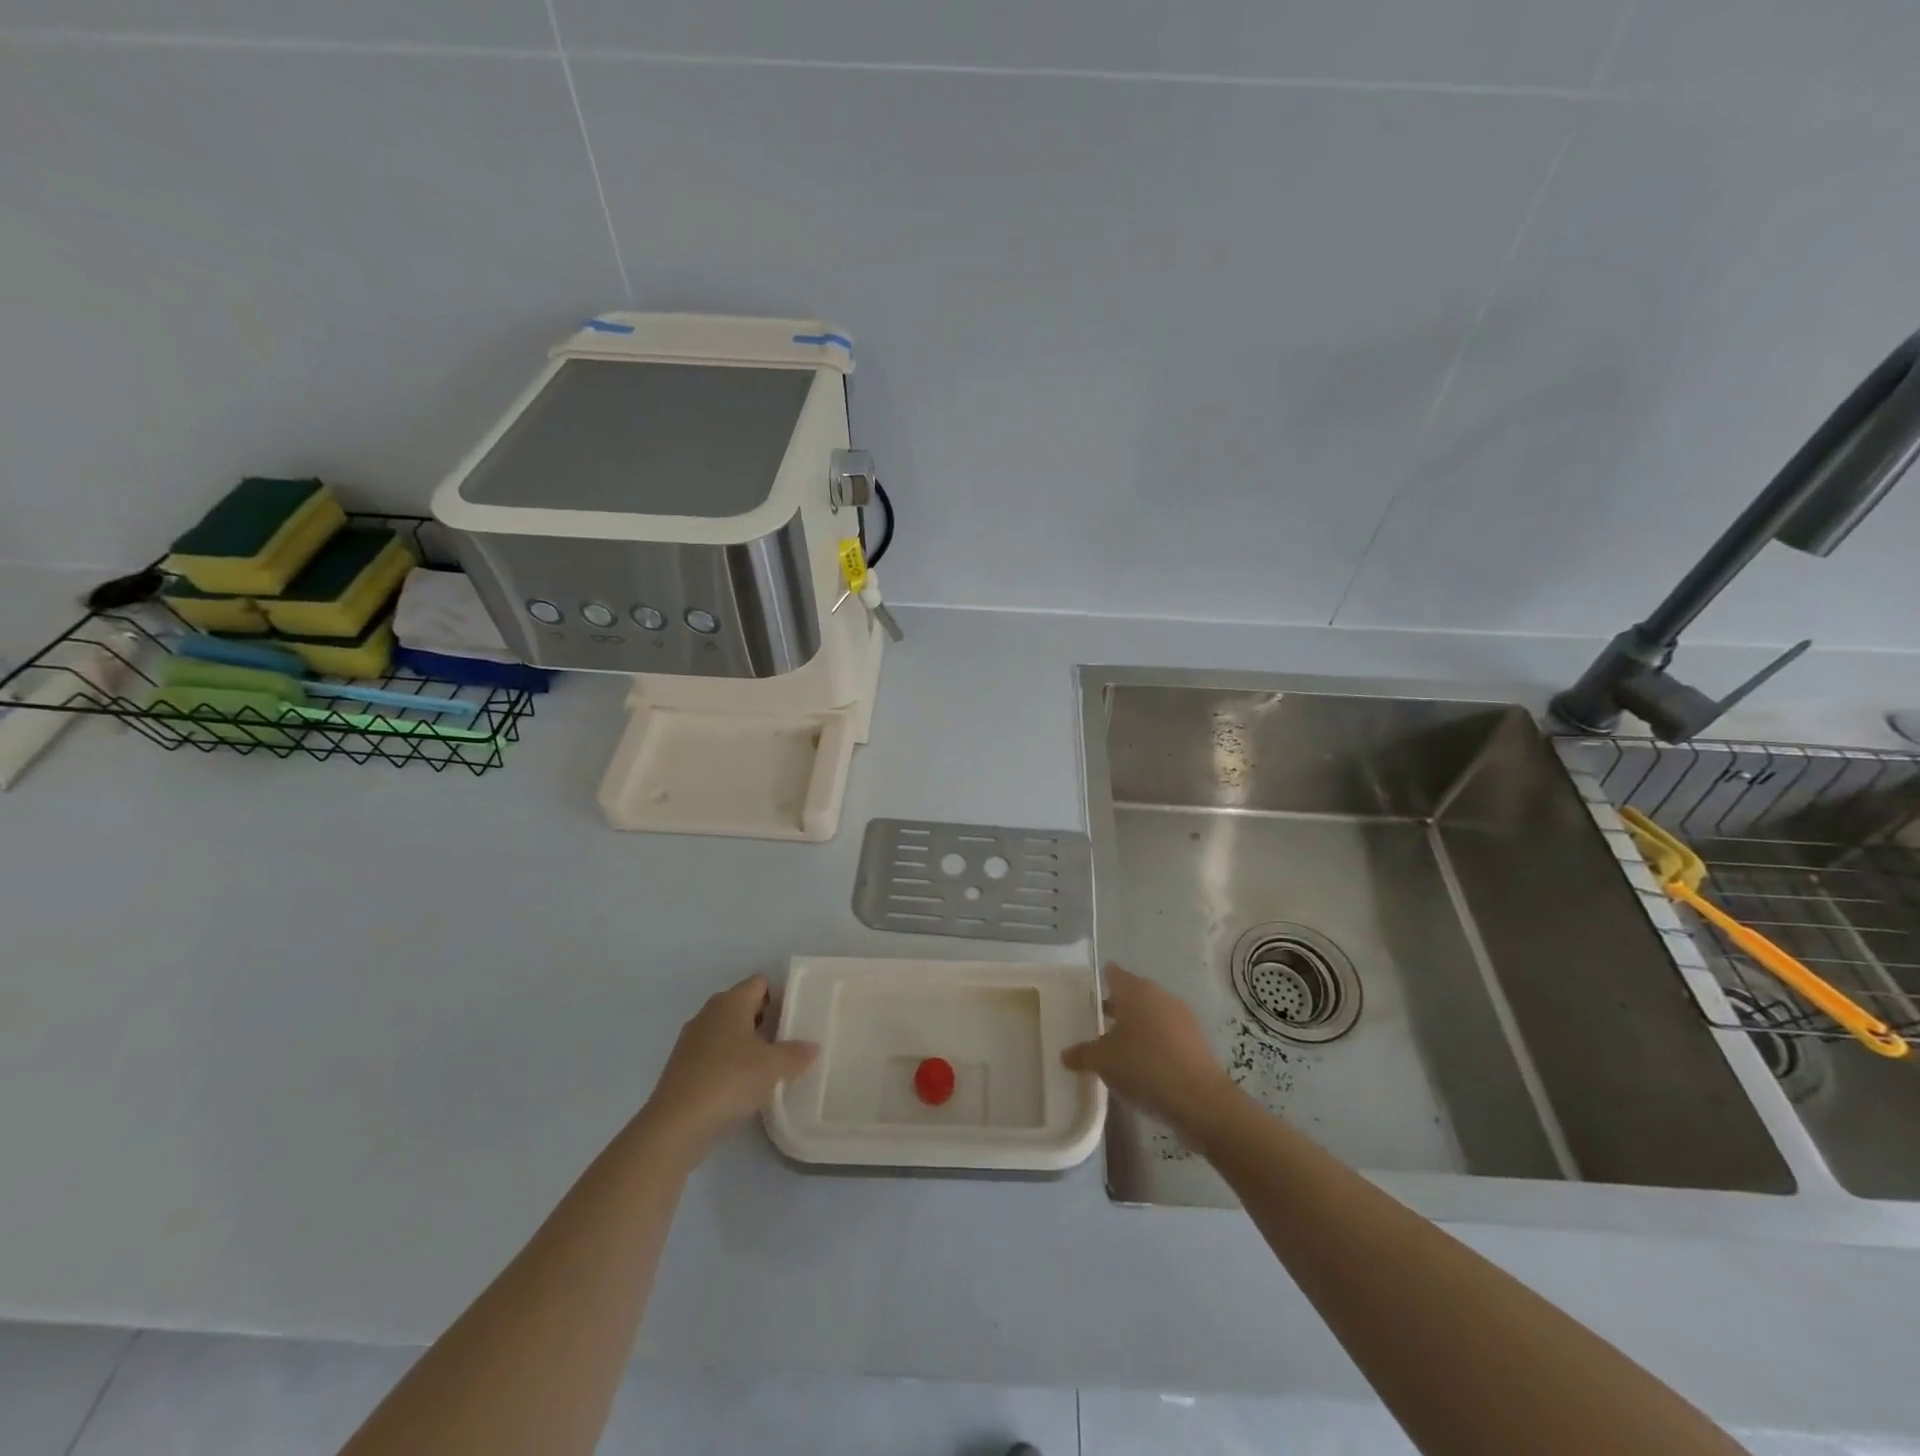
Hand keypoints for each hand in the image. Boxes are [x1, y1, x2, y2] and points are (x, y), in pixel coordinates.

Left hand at [643, 975, 817, 1150]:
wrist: (676, 1125)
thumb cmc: (729, 1080)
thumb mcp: (773, 1067)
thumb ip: (796, 1054)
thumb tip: (812, 1047)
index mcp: (731, 1001)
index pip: (760, 983)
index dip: (780, 996)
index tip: (796, 1017)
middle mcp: (709, 1013)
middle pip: (744, 1006)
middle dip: (766, 1020)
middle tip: (789, 1040)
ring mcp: (692, 1040)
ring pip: (728, 1032)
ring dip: (748, 1044)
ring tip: (770, 1065)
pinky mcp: (682, 1067)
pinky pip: (714, 1054)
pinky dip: (730, 1063)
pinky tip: (744, 1085)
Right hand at [1062, 964, 1237, 1135]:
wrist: (1199, 1098)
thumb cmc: (1144, 1066)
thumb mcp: (1103, 1062)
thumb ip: (1083, 1054)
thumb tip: (1066, 1055)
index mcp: (1135, 990)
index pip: (1114, 974)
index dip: (1101, 980)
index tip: (1090, 992)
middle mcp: (1159, 995)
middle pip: (1133, 993)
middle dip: (1118, 1006)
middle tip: (1098, 1021)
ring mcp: (1181, 1015)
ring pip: (1152, 1013)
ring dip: (1137, 1024)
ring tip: (1120, 1046)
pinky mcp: (1196, 1038)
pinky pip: (1167, 1032)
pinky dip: (1155, 1041)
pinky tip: (1145, 1063)